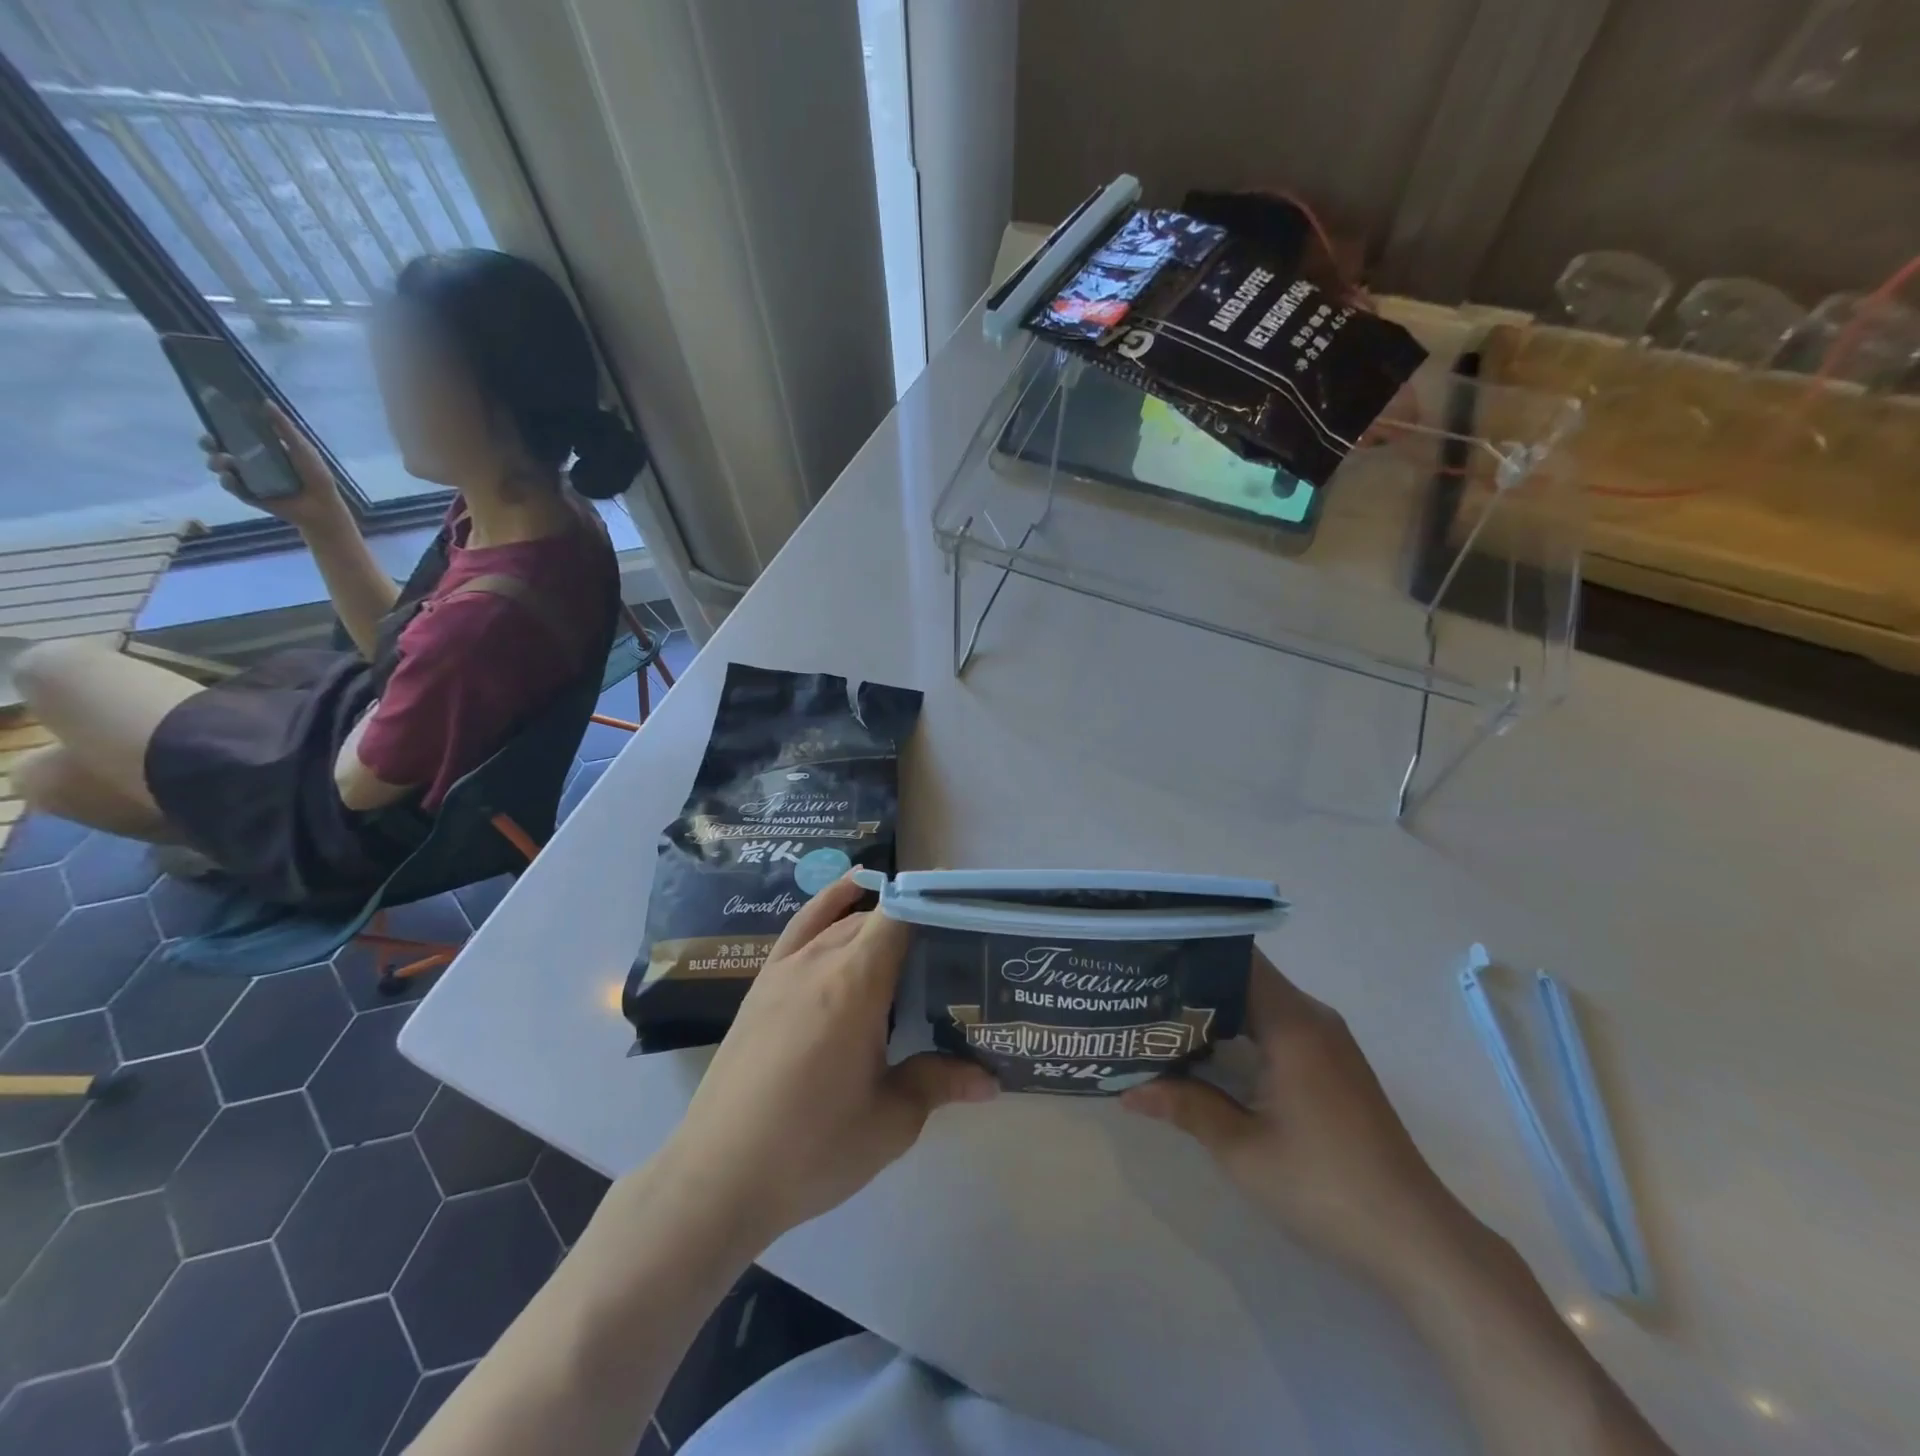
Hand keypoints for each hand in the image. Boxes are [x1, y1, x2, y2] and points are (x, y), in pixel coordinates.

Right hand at [200, 400, 345, 530]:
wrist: (324, 506)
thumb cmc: (316, 475)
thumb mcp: (302, 448)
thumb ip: (284, 427)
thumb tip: (266, 401)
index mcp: (260, 448)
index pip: (232, 433)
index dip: (218, 424)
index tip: (211, 415)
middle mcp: (249, 461)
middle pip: (217, 448)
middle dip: (208, 443)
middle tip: (211, 441)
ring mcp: (247, 479)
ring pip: (219, 466)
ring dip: (217, 461)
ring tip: (227, 462)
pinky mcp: (248, 495)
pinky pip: (231, 487)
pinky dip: (229, 481)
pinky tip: (231, 477)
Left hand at [658, 875, 995, 1254]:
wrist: (718, 1178)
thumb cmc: (812, 1149)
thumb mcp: (889, 1121)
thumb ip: (939, 1083)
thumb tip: (990, 1080)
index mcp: (855, 983)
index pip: (900, 915)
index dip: (935, 904)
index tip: (968, 915)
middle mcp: (819, 960)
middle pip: (875, 918)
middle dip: (915, 922)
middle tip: (952, 951)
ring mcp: (784, 969)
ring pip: (840, 921)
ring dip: (877, 920)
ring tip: (913, 936)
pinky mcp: (761, 985)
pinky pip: (801, 928)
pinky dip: (829, 906)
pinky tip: (846, 902)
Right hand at [1123, 952, 1470, 1286]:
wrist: (1416, 1240)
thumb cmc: (1325, 1188)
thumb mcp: (1242, 1150)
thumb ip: (1185, 1106)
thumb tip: (1127, 1090)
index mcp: (1293, 1024)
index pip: (1237, 958)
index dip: (1192, 951)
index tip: (1148, 956)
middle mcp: (1313, 1018)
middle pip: (1246, 976)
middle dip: (1194, 980)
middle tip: (1142, 988)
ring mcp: (1328, 1041)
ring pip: (1261, 1001)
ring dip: (1217, 1006)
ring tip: (1162, 1015)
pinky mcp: (1333, 1065)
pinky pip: (1278, 1024)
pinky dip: (1241, 1027)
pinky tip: (1208, 1050)